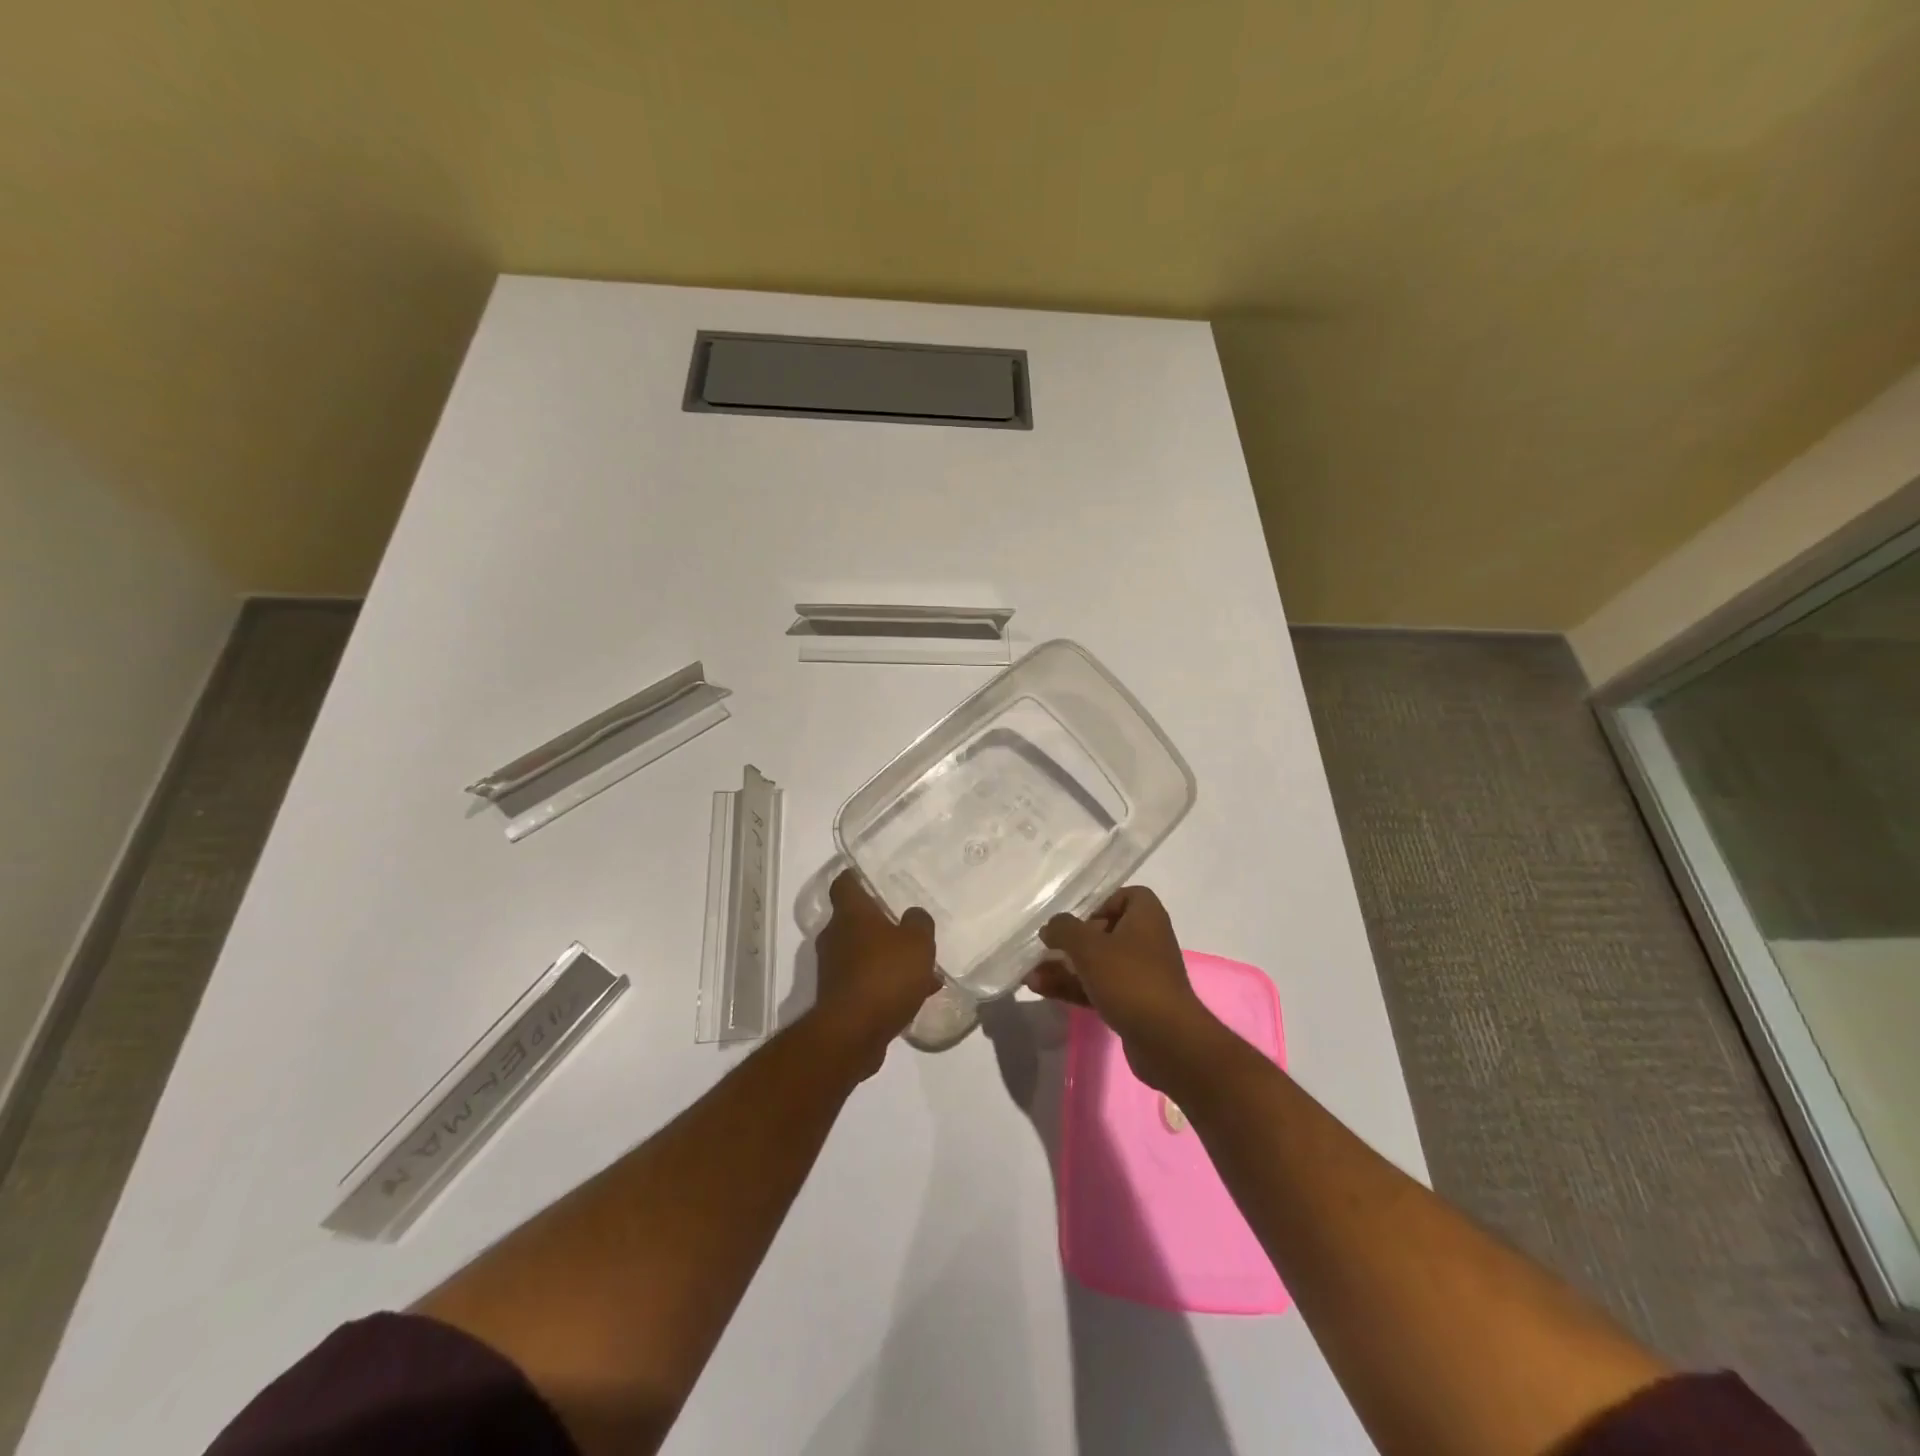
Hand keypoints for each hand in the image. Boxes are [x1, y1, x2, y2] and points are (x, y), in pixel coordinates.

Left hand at [809, 870, 939, 1077]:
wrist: (852, 1034)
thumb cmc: (884, 976)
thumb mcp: (917, 943)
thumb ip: (919, 923)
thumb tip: (913, 915)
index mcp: (850, 914)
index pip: (845, 883)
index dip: (858, 877)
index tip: (875, 876)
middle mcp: (835, 936)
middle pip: (855, 920)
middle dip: (880, 922)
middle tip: (907, 924)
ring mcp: (833, 968)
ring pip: (864, 952)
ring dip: (887, 956)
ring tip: (921, 966)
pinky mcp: (839, 998)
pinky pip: (866, 980)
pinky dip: (886, 983)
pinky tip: (915, 993)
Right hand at [1029, 886, 1219, 1091]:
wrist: (1166, 1040)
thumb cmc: (1129, 979)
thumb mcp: (1089, 947)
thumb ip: (1064, 930)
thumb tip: (1051, 927)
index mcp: (1146, 916)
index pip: (1125, 896)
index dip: (1099, 903)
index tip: (1077, 918)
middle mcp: (1147, 941)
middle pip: (1104, 931)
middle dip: (1070, 942)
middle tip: (1045, 948)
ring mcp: (1140, 975)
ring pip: (1097, 963)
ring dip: (1065, 968)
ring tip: (1031, 975)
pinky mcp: (1133, 1003)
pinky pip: (1099, 988)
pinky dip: (1074, 988)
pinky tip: (1041, 990)